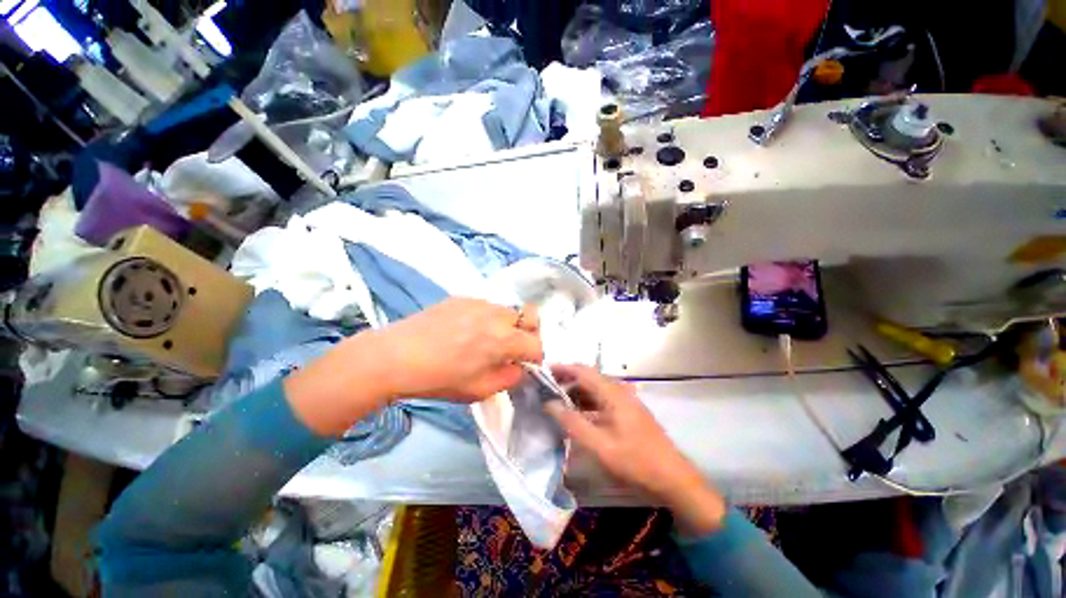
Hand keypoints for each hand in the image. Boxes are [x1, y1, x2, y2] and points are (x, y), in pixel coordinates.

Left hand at [285, 299, 541, 436]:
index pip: (536, 344)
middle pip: (528, 319)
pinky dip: (486, 318)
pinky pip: (485, 306)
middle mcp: (497, 315)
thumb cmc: (440, 378)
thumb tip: (519, 367)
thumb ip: (509, 378)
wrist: (396, 355)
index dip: (535, 357)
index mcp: (504, 339)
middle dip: (526, 335)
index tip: (526, 365)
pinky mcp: (462, 297)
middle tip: (510, 349)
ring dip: (506, 325)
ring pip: (507, 311)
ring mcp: (479, 302)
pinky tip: (464, 330)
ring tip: (484, 339)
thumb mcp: (480, 390)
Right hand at [545, 365, 726, 535]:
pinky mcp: (628, 411)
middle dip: (567, 379)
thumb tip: (550, 404)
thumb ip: (572, 423)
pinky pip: (602, 399)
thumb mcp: (599, 445)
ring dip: (577, 391)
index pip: (583, 371)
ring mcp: (625, 401)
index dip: (563, 368)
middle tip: (547, 388)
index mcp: (613, 393)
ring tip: (557, 400)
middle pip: (589, 377)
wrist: (673, 478)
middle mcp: (619, 391)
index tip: (543, 371)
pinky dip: (587, 402)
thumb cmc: (636, 461)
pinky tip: (578, 413)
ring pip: (595, 388)